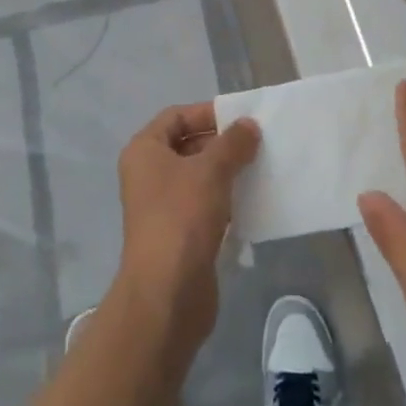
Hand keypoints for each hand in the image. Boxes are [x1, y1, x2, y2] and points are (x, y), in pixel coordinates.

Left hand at [114, 102, 259, 346]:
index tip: (241, 119)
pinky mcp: (179, 233)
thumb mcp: (211, 170)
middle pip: (188, 145)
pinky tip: (252, 200)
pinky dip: (226, 199)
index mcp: (145, 151)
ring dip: (227, 171)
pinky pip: (204, 205)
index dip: (207, 113)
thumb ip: (233, 143)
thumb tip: (249, 125)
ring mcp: (162, 206)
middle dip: (222, 143)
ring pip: (199, 177)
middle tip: (257, 143)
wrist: (167, 293)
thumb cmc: (182, 217)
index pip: (176, 116)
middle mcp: (148, 174)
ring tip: (260, 168)